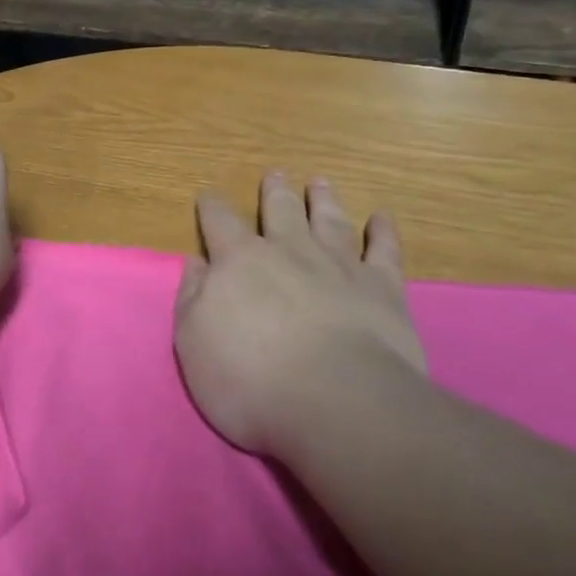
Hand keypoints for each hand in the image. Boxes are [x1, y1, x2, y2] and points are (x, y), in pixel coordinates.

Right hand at [175, 174, 425, 455]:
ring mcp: (339, 266)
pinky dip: (383, 232)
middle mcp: (289, 251)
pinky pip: (384, 250)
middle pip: (280, 210)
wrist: (335, 401)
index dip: (212, 206)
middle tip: (276, 175)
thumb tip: (196, 262)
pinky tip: (382, 218)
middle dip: (275, 191)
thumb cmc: (249, 379)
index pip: (219, 222)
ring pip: (329, 220)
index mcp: (239, 262)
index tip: (209, 196)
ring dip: (323, 200)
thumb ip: (192, 298)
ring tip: (320, 183)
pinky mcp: (382, 288)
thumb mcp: (193, 342)